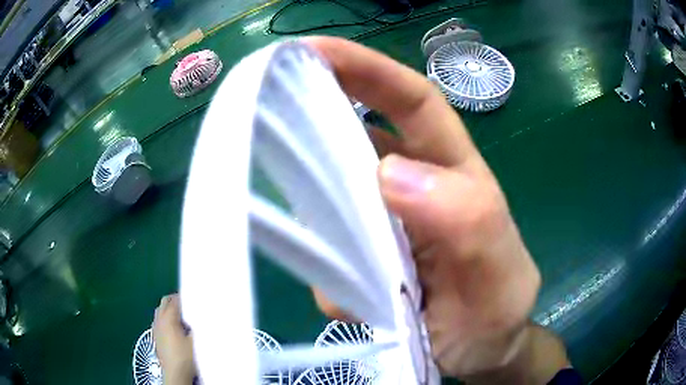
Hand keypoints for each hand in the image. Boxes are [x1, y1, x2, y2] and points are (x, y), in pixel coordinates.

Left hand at [152, 294, 195, 384]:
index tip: (196, 299)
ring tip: (182, 315)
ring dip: (169, 308)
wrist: (175, 373)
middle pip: (165, 301)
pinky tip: (173, 327)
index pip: (176, 300)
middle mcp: (159, 319)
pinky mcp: (155, 336)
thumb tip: (202, 315)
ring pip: (160, 310)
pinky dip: (164, 317)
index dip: (186, 297)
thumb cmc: (186, 357)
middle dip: (176, 300)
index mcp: (169, 318)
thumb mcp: (196, 341)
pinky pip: (158, 319)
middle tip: (189, 304)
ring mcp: (155, 327)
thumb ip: (198, 325)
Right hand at [305, 37, 541, 377]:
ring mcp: (382, 229)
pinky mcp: (361, 265)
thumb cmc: (496, 313)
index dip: (367, 70)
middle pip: (356, 138)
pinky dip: (327, 275)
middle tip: (268, 125)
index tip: (313, 51)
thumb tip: (390, 175)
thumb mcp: (499, 274)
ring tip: (328, 253)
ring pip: (331, 200)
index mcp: (454, 175)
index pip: (411, 102)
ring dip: (316, 217)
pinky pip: (328, 256)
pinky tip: (351, 306)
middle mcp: (412, 191)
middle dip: (314, 123)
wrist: (479, 353)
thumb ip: (467, 222)